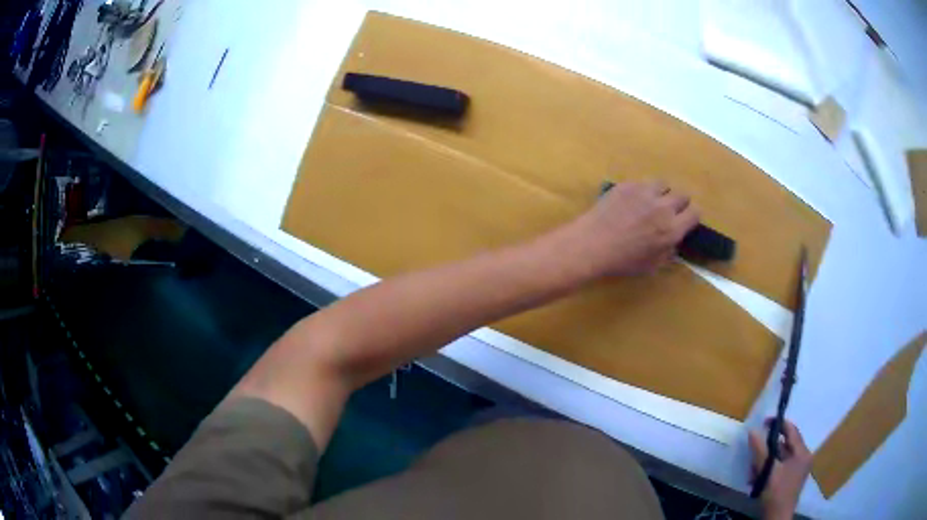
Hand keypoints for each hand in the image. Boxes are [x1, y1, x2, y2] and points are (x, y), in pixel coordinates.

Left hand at [566, 180, 698, 276]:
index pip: (695, 212)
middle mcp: (663, 207)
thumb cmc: (622, 261)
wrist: (592, 244)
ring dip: (662, 193)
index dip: (692, 216)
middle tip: (669, 212)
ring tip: (652, 202)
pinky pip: (643, 182)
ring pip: (664, 184)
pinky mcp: (628, 185)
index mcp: (672, 229)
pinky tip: (632, 200)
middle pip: (682, 195)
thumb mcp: (652, 265)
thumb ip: (668, 251)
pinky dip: (642, 190)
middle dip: (679, 203)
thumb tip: (674, 241)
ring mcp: (645, 192)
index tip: (686, 220)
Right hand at [748, 419, 811, 519]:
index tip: (762, 423)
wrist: (777, 518)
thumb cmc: (775, 493)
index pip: (791, 430)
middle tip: (753, 454)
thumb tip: (752, 431)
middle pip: (785, 445)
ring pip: (781, 458)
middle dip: (767, 449)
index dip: (777, 424)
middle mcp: (803, 457)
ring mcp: (798, 469)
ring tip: (753, 471)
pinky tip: (757, 480)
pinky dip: (769, 470)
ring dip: (766, 462)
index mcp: (802, 453)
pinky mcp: (792, 479)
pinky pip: (780, 467)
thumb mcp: (767, 471)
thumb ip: (760, 450)